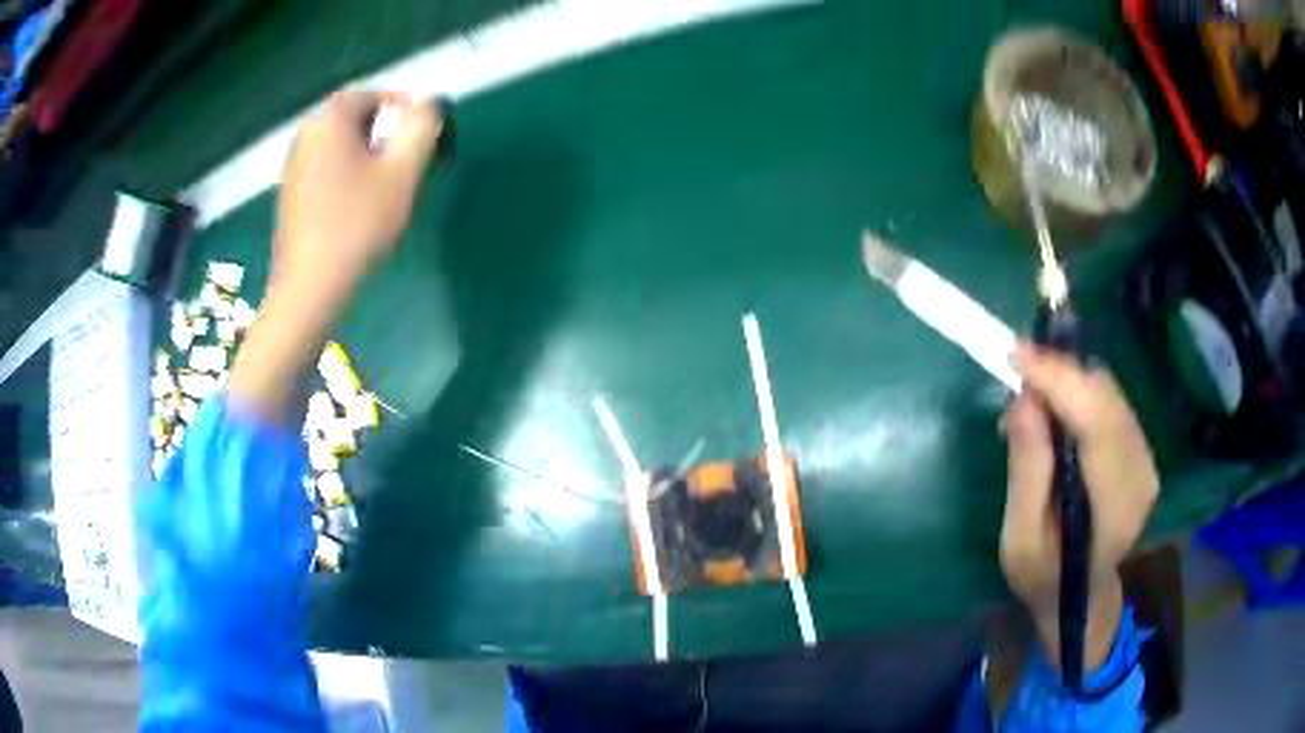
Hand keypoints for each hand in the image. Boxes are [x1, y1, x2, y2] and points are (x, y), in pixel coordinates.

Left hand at [229, 90, 441, 423]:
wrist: (308, 287)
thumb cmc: (357, 225)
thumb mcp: (402, 172)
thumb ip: (421, 127)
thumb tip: (427, 104)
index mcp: (331, 118)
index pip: (377, 95)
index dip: (406, 111)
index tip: (425, 137)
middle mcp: (307, 131)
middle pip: (357, 119)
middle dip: (386, 134)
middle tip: (408, 164)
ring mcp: (293, 163)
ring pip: (340, 144)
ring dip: (367, 155)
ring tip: (385, 187)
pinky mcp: (289, 192)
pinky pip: (325, 167)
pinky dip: (346, 174)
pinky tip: (356, 206)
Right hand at [999, 344, 1158, 667]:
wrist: (1080, 599)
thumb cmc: (1043, 577)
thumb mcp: (1019, 539)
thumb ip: (1027, 472)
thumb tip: (1024, 400)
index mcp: (1114, 504)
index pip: (1097, 420)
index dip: (1060, 379)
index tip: (1017, 354)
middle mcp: (1140, 472)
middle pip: (1106, 396)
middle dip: (1060, 375)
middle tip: (1017, 378)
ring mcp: (1146, 460)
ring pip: (1109, 393)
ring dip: (1069, 384)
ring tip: (1032, 400)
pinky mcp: (1141, 451)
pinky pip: (1111, 403)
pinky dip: (1080, 395)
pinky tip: (1057, 413)